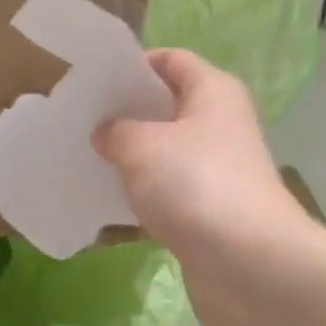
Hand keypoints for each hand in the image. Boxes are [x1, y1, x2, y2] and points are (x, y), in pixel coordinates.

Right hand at [93, 50, 313, 325]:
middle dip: (123, 115)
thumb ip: (116, 130)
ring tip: (80, 162)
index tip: (91, 81)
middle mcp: (220, 126)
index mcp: (213, 92)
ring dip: (127, 161)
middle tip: (77, 122)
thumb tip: (107, 131)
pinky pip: (166, 197)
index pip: (171, 60)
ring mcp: (215, 172)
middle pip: (166, 108)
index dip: (133, 65)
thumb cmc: (196, 184)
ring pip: (163, 156)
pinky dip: (139, 202)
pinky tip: (101, 210)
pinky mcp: (208, 214)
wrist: (248, 265)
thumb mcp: (143, 146)